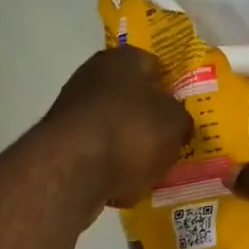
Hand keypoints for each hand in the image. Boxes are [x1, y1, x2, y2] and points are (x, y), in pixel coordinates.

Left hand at [41, 46, 193, 208]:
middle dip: (150, 121)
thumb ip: (182, 120)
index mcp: (122, 60)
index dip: (172, 88)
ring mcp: (74, 113)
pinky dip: (111, 170)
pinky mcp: (63, 147)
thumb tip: (178, 124)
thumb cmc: (131, 133)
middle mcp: (93, 78)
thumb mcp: (175, 123)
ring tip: (152, 171)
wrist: (74, 170)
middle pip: (132, 100)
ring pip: (115, 130)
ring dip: (131, 149)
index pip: (154, 65)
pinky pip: (98, 157)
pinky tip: (125, 188)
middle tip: (172, 143)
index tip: (185, 111)